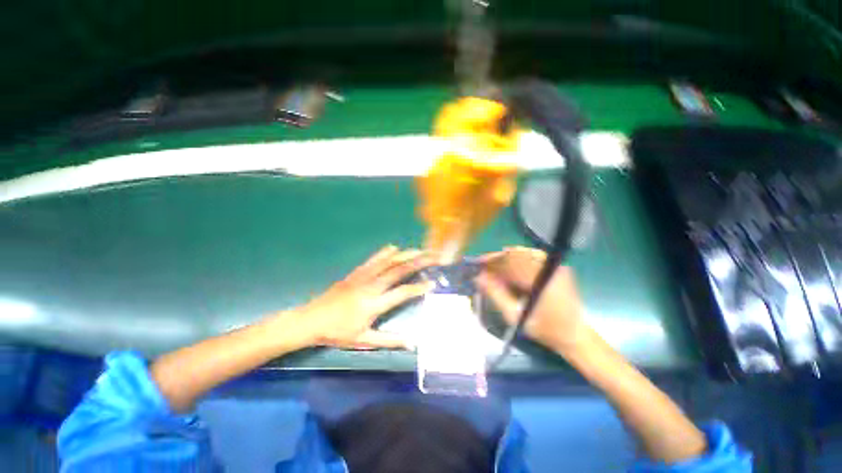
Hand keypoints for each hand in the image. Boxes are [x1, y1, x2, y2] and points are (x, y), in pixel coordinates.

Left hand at [295, 246, 434, 349]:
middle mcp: (371, 286)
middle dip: (418, 262)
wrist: (311, 320)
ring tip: (420, 250)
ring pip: (388, 262)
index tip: (432, 283)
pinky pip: (373, 260)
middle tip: (432, 257)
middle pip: (398, 270)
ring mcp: (363, 277)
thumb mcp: (363, 341)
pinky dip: (385, 253)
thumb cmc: (337, 333)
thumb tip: (412, 342)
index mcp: (373, 304)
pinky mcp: (355, 273)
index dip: (418, 287)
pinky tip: (394, 248)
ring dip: (406, 254)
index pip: (402, 293)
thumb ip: (389, 341)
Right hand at [475, 246, 586, 354]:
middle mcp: (550, 268)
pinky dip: (519, 260)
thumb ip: (496, 294)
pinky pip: (533, 256)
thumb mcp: (515, 315)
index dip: (491, 260)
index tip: (478, 263)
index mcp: (540, 280)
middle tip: (483, 267)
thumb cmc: (544, 329)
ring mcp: (556, 265)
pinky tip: (511, 268)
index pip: (510, 261)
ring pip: (524, 253)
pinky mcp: (559, 267)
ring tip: (495, 268)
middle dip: (497, 259)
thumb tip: (479, 277)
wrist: (574, 335)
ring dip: (506, 258)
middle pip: (516, 254)